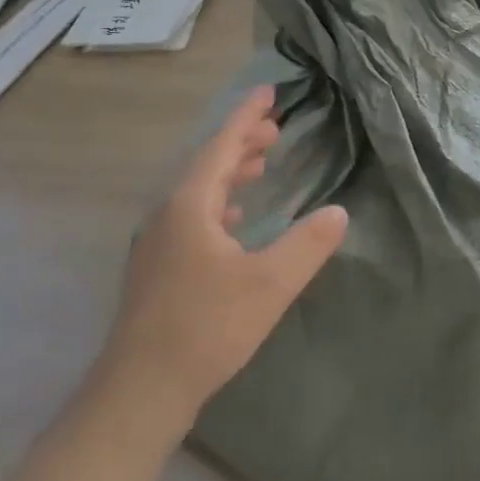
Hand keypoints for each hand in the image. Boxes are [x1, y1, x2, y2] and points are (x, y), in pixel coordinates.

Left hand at [106, 87, 347, 428]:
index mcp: (191, 206)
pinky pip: (195, 217)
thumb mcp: (269, 284)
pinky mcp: (160, 269)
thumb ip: (307, 245)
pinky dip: (221, 204)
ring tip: (260, 164)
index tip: (268, 91)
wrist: (141, 389)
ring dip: (231, 173)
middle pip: (208, 165)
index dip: (246, 116)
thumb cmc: (206, 328)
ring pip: (200, 193)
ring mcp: (160, 243)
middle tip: (274, 129)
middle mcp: (169, 215)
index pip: (222, 146)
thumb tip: (338, 212)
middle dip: (241, 142)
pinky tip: (236, 220)